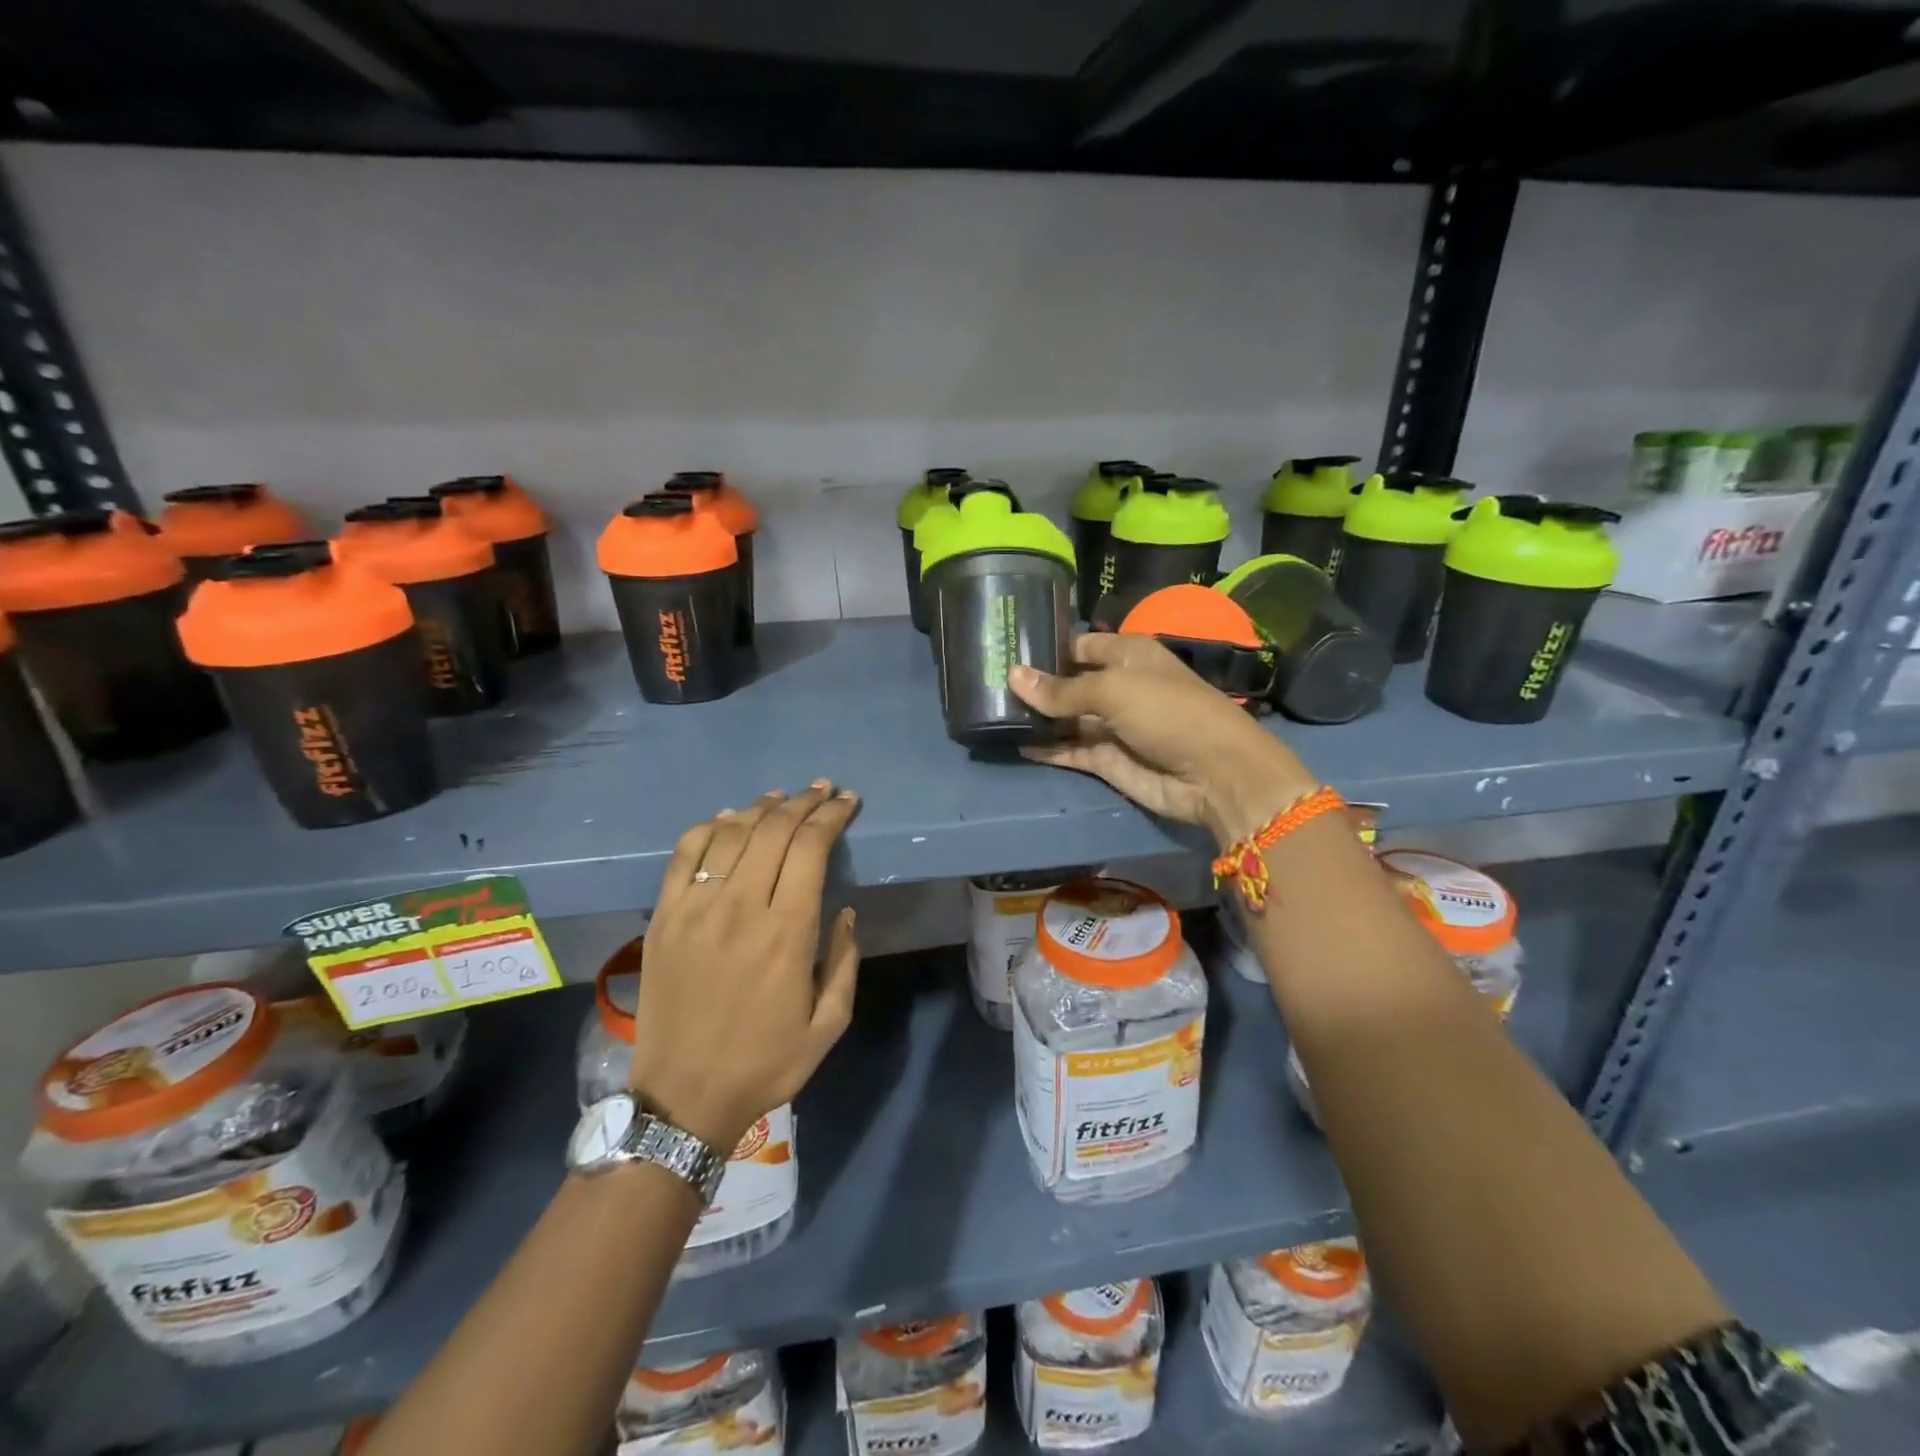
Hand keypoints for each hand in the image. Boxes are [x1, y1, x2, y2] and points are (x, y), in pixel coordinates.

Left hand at [630, 781, 861, 1151]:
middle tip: (823, 791)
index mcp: (787, 933)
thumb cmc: (765, 1063)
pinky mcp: (663, 917)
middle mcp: (740, 908)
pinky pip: (685, 854)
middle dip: (804, 802)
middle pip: (773, 829)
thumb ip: (845, 960)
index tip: (848, 802)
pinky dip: (709, 827)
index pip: (811, 848)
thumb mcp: (830, 1023)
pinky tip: (728, 819)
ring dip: (762, 808)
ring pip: (731, 833)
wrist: (683, 1097)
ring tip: (782, 798)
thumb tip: (845, 910)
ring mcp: (695, 909)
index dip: (832, 816)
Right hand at [1010, 633, 1317, 845]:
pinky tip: (1011, 741)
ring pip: (1064, 718)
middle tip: (984, 681)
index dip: (1047, 646)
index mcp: (1128, 654)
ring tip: (989, 711)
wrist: (1214, 774)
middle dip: (1034, 684)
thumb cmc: (1169, 712)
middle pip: (1068, 682)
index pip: (1079, 644)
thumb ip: (1061, 689)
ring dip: (1035, 717)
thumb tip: (1013, 676)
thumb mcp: (1114, 689)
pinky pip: (1068, 750)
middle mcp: (1117, 686)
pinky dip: (1044, 748)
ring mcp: (1111, 725)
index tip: (1005, 647)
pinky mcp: (1106, 760)